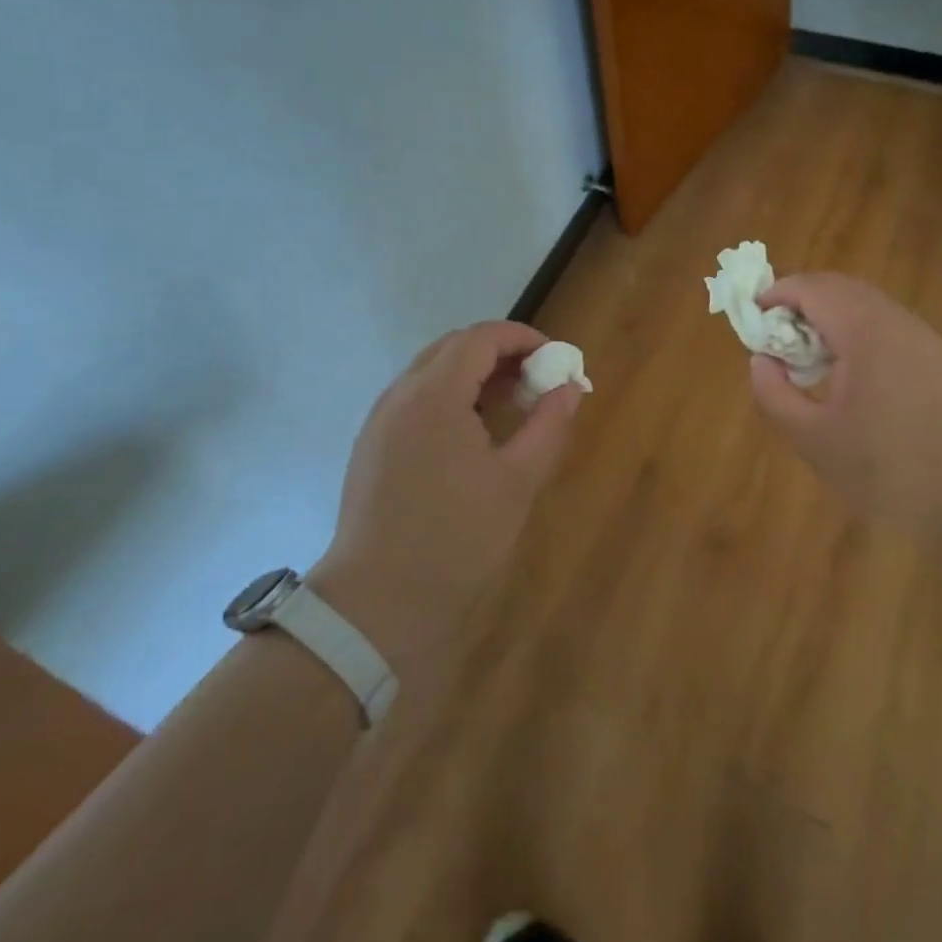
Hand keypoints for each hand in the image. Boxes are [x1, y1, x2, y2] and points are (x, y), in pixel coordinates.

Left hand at [308, 321, 580, 675]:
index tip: (555, 358)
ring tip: (510, 405)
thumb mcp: (518, 481)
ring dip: (473, 374)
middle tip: (536, 380)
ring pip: (431, 371)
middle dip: (499, 352)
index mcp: (435, 394)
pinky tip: (471, 432)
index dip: (523, 338)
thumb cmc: (456, 539)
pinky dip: (448, 396)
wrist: (377, 604)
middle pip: (453, 347)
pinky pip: (414, 398)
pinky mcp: (371, 445)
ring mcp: (380, 420)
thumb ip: (549, 425)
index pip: (481, 337)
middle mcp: (401, 394)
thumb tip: (570, 388)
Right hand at [748, 274, 941, 537]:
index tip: (753, 318)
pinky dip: (857, 332)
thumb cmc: (887, 470)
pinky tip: (850, 375)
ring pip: (866, 304)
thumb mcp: (813, 440)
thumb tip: (761, 360)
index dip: (776, 294)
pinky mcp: (939, 358)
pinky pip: (888, 326)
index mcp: (864, 331)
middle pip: (839, 288)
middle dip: (801, 302)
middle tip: (775, 337)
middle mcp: (896, 320)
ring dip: (830, 316)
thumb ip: (774, 394)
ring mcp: (924, 337)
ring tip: (808, 357)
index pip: (812, 288)